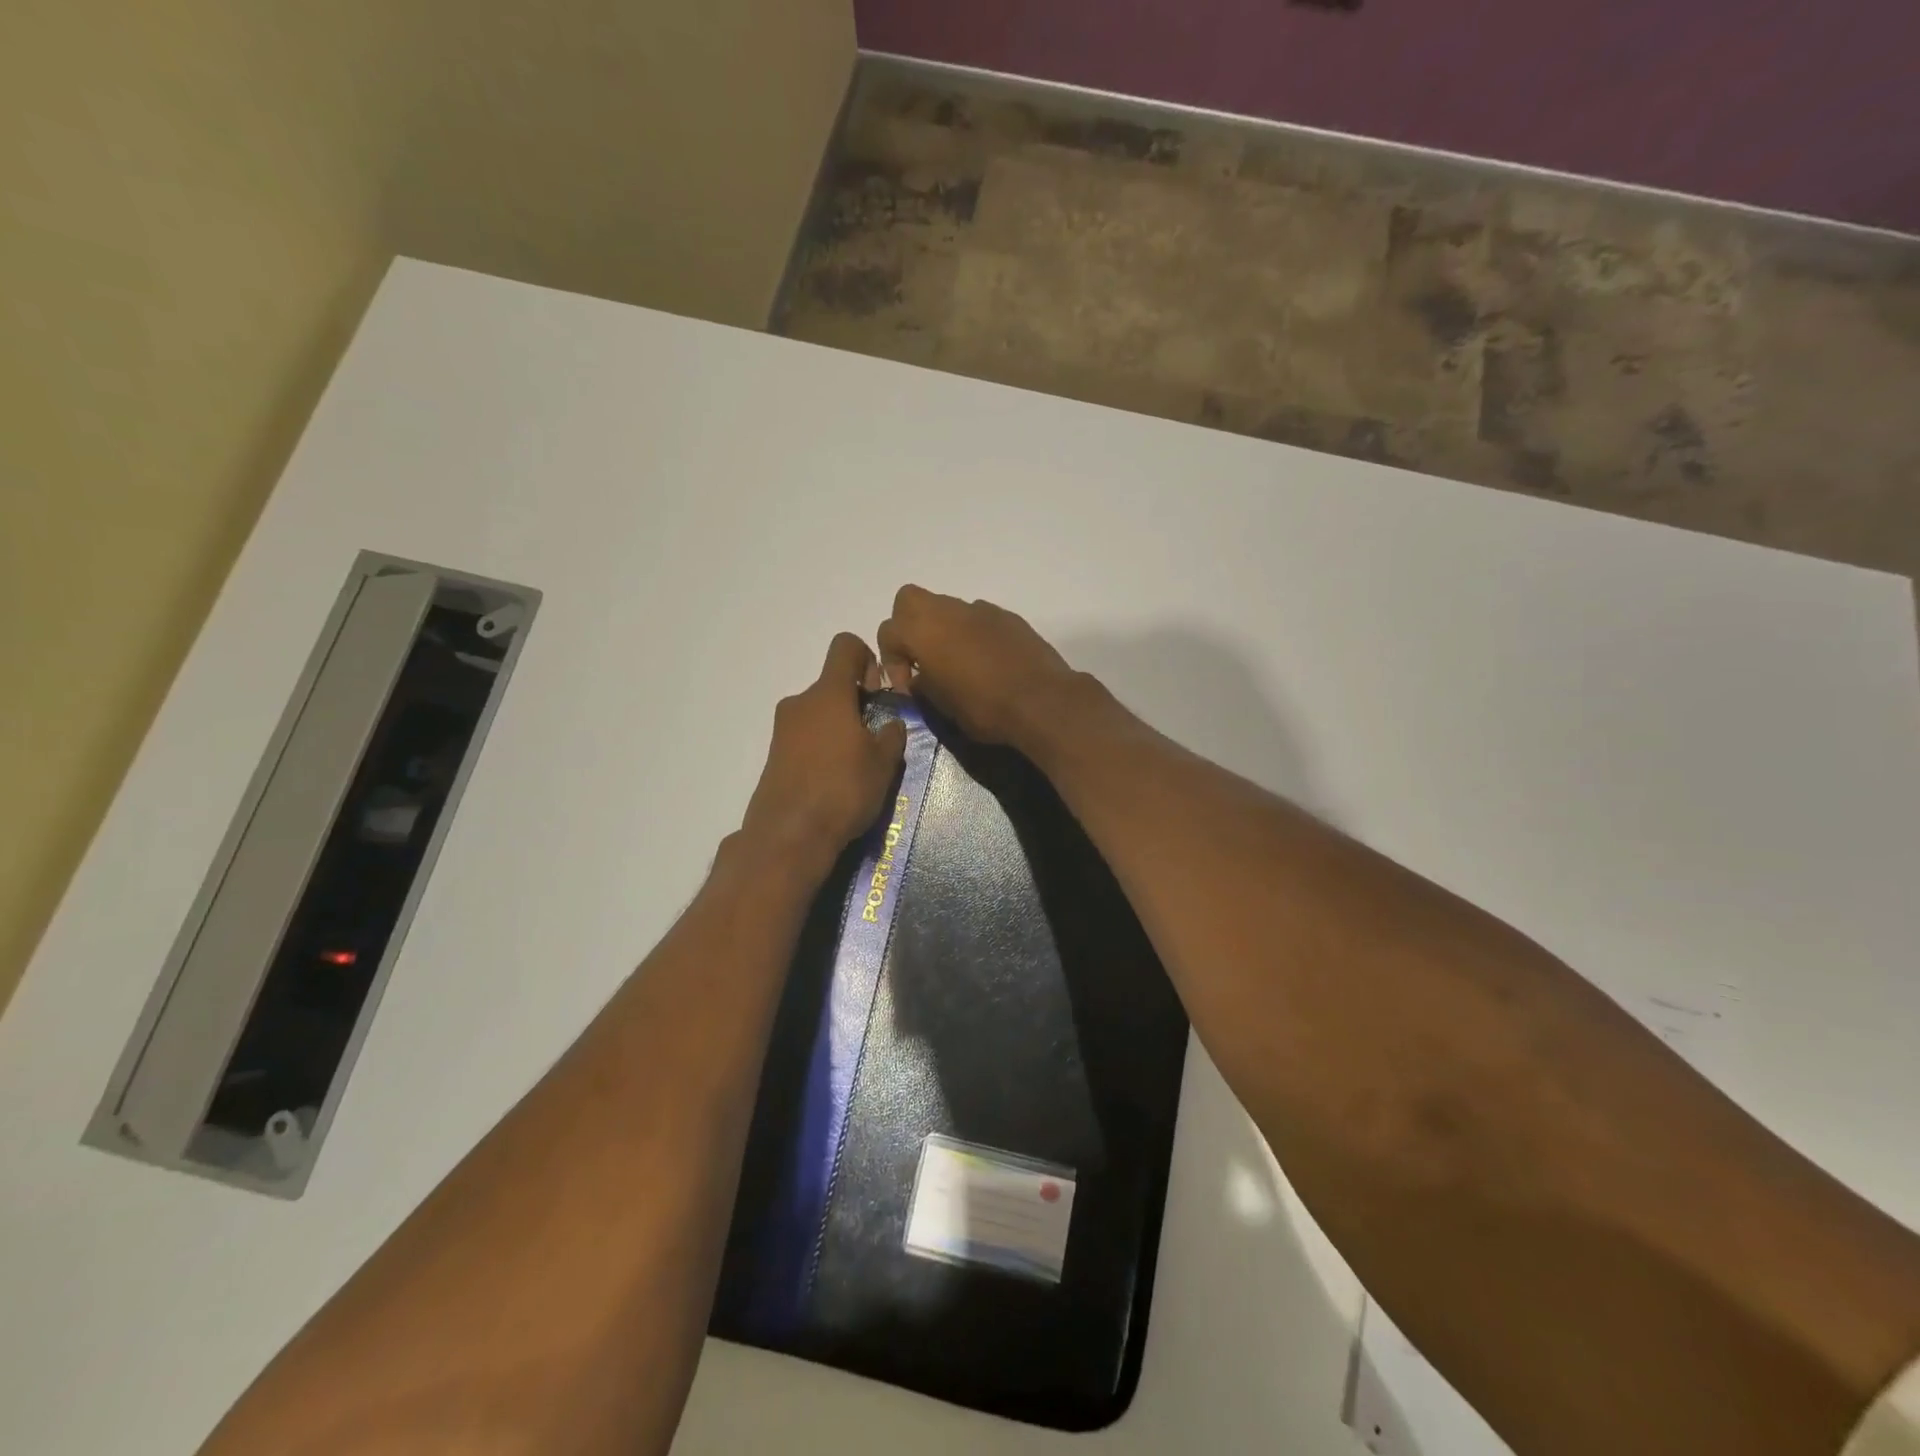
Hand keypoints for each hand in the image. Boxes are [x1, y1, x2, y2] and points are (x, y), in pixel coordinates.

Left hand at [740, 634, 907, 874]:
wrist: (788, 836)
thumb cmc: (843, 789)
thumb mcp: (883, 762)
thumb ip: (892, 734)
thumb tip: (891, 724)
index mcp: (828, 693)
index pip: (845, 646)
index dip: (868, 658)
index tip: (879, 692)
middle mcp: (800, 703)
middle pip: (833, 685)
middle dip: (858, 704)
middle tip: (876, 739)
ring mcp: (782, 730)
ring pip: (819, 714)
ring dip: (841, 729)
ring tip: (859, 766)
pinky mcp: (774, 756)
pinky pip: (806, 739)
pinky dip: (823, 749)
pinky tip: (837, 782)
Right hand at [876, 585, 1079, 747]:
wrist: (1042, 700)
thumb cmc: (984, 706)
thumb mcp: (942, 706)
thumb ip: (923, 685)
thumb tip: (920, 678)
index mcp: (923, 630)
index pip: (887, 631)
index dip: (891, 661)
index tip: (908, 687)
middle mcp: (948, 611)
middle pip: (910, 601)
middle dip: (907, 626)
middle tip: (921, 658)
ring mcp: (980, 610)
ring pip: (947, 608)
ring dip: (943, 630)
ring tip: (956, 664)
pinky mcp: (1008, 617)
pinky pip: (978, 618)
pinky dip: (972, 634)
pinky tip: (986, 662)